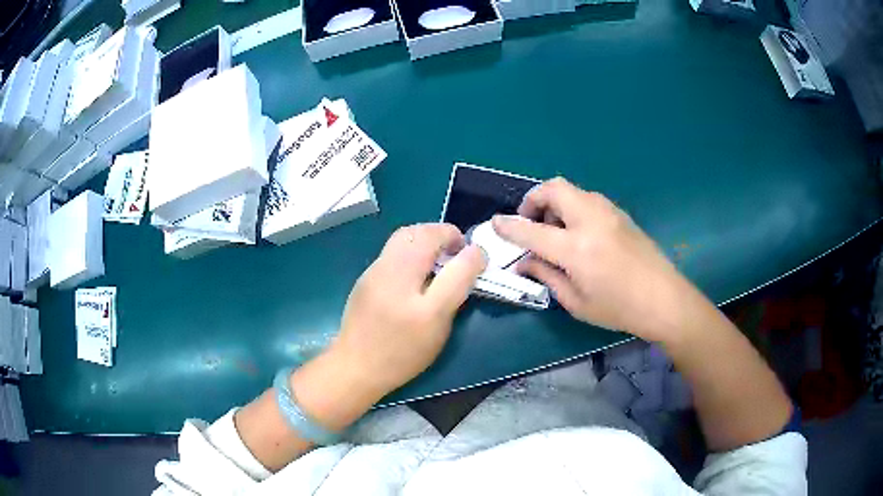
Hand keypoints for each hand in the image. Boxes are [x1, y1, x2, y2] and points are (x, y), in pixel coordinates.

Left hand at [330, 223, 486, 396]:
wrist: (355, 368)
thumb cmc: (402, 352)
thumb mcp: (437, 323)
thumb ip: (457, 284)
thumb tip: (473, 257)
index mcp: (406, 278)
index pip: (442, 244)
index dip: (465, 246)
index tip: (477, 257)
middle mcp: (387, 267)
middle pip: (417, 232)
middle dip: (442, 234)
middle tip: (457, 253)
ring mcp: (372, 272)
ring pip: (402, 239)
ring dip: (425, 239)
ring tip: (439, 259)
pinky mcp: (365, 279)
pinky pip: (392, 252)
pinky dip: (411, 250)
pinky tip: (416, 273)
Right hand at [492, 178, 696, 342]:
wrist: (664, 299)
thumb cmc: (618, 308)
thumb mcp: (576, 302)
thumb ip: (547, 277)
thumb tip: (525, 263)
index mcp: (577, 248)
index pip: (532, 230)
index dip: (509, 226)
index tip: (495, 223)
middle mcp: (591, 220)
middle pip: (554, 188)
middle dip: (533, 199)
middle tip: (530, 222)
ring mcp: (608, 212)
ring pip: (572, 190)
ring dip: (555, 202)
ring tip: (554, 230)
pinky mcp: (620, 213)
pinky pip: (588, 199)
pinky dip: (573, 207)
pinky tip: (578, 233)